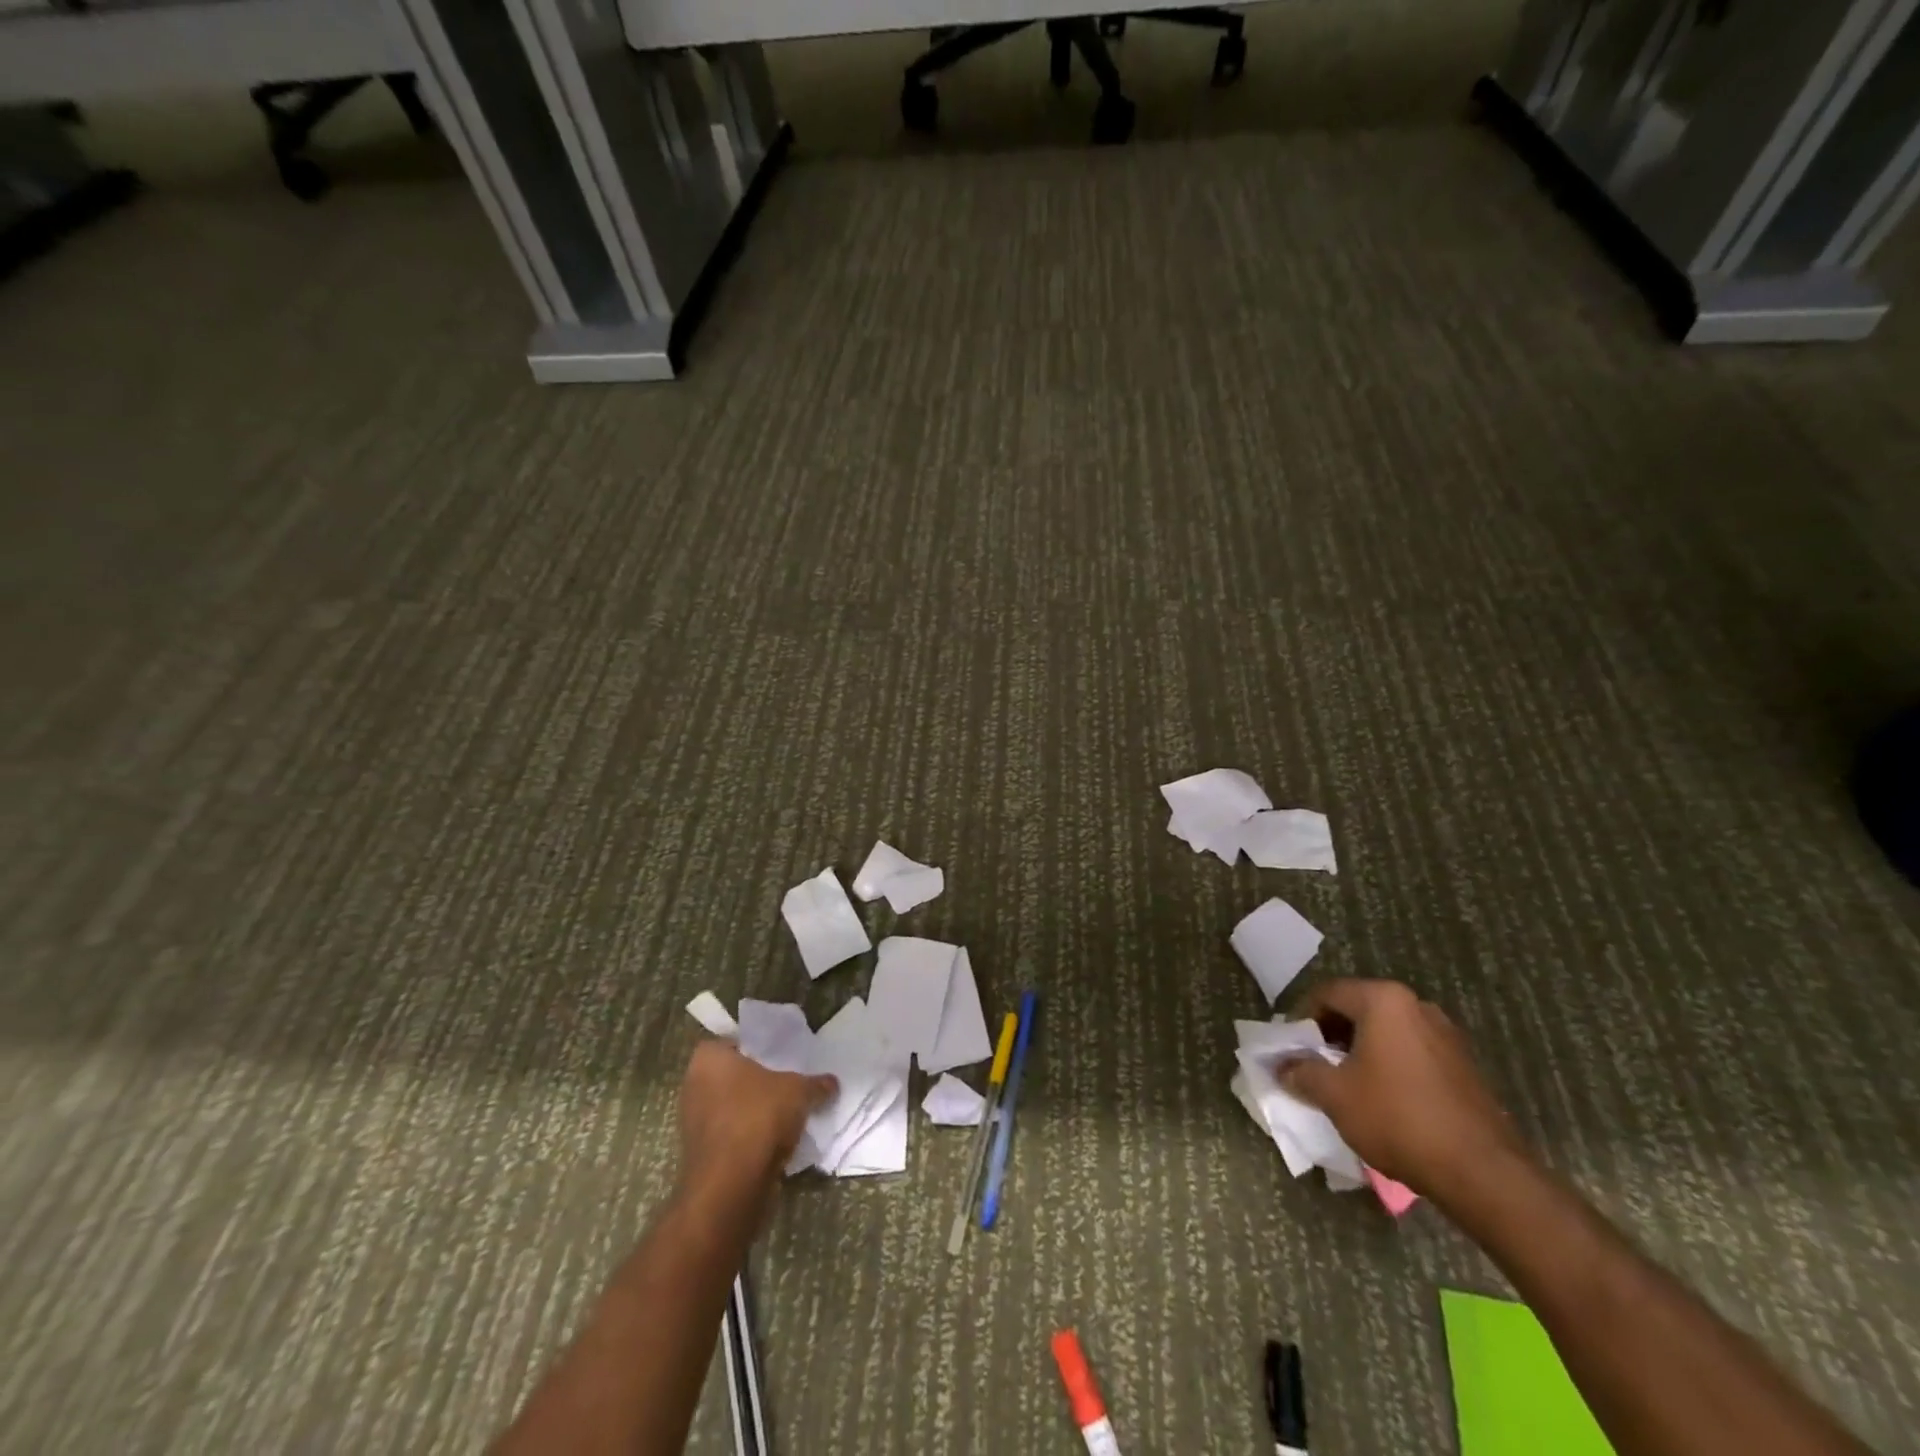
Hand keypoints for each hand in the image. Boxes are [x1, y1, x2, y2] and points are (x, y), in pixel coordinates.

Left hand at [676, 1041, 835, 1222]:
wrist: (731, 1184)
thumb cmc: (758, 1116)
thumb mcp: (799, 1091)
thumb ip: (815, 1083)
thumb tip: (832, 1082)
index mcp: (708, 1059)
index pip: (731, 1042)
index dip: (754, 1048)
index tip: (777, 1057)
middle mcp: (693, 1086)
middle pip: (730, 1076)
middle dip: (754, 1081)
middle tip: (783, 1082)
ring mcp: (692, 1123)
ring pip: (729, 1107)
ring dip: (751, 1111)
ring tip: (783, 1114)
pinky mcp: (700, 1155)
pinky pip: (729, 1135)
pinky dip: (747, 1136)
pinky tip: (773, 1141)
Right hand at [1279, 979, 1527, 1203]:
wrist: (1482, 1172)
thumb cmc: (1397, 1118)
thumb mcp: (1335, 1095)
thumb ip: (1302, 1072)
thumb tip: (1281, 1066)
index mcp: (1383, 1001)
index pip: (1327, 993)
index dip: (1301, 1018)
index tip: (1291, 1047)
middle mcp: (1416, 1006)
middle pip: (1358, 1008)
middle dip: (1331, 1033)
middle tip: (1313, 1063)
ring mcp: (1445, 1035)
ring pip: (1386, 1030)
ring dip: (1360, 1049)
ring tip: (1345, 1082)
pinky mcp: (1463, 1064)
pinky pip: (1411, 1051)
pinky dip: (1389, 1063)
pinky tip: (1382, 1097)